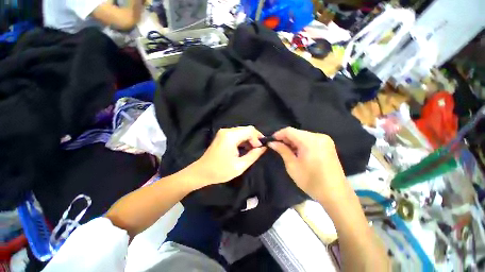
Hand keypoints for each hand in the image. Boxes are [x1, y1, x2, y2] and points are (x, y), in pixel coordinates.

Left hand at [184, 126, 266, 188]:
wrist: (202, 172)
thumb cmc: (220, 171)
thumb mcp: (240, 166)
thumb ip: (253, 155)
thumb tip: (263, 148)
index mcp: (231, 136)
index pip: (250, 130)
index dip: (258, 138)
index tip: (260, 149)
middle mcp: (227, 130)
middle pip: (246, 129)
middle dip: (254, 138)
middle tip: (257, 150)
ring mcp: (223, 132)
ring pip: (242, 131)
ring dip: (249, 139)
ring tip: (251, 150)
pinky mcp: (222, 135)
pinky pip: (237, 134)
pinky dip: (243, 139)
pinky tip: (244, 148)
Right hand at [268, 127, 349, 203]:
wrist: (335, 194)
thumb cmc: (311, 181)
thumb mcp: (292, 165)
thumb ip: (282, 150)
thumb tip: (272, 143)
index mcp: (310, 141)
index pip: (289, 131)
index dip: (278, 134)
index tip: (271, 141)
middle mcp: (319, 136)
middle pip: (296, 132)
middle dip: (285, 138)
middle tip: (277, 147)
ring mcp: (325, 140)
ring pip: (303, 135)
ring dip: (293, 141)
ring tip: (286, 151)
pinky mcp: (327, 145)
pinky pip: (310, 140)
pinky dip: (301, 144)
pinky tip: (297, 152)